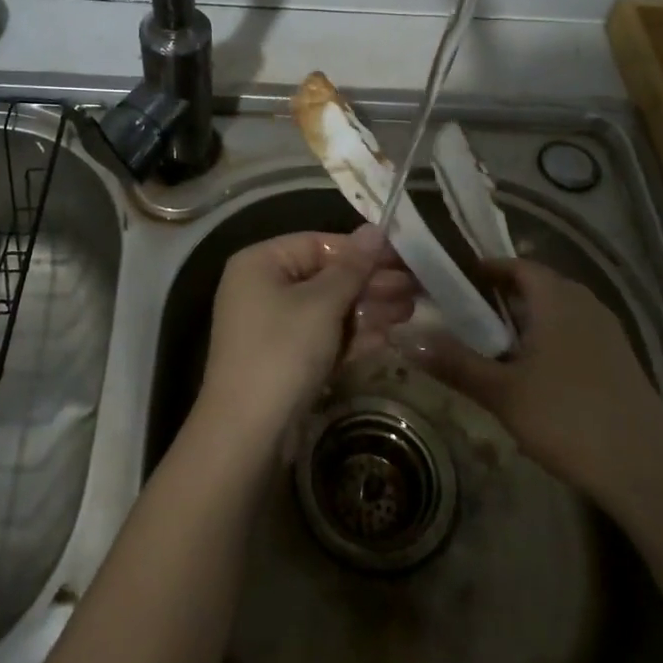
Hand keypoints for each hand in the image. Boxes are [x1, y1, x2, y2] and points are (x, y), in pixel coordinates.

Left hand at [200, 226, 414, 439]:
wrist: (248, 432)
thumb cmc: (283, 351)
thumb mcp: (322, 304)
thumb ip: (352, 267)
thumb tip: (375, 230)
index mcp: (260, 263)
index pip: (317, 244)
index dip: (361, 250)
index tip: (403, 257)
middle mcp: (262, 288)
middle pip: (325, 276)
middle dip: (370, 283)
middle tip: (415, 288)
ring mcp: (272, 326)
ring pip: (328, 308)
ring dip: (368, 309)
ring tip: (411, 311)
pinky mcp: (285, 359)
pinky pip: (323, 337)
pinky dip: (352, 336)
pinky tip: (388, 337)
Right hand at [397, 258, 662, 499]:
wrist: (650, 471)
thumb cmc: (569, 418)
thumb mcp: (502, 392)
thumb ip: (453, 363)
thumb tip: (404, 338)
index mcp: (557, 298)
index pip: (516, 265)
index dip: (484, 269)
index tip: (453, 281)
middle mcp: (585, 304)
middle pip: (537, 286)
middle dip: (501, 296)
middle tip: (465, 315)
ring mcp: (608, 333)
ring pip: (558, 312)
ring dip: (526, 321)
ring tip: (493, 346)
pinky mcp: (621, 362)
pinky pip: (575, 335)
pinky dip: (549, 341)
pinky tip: (534, 376)